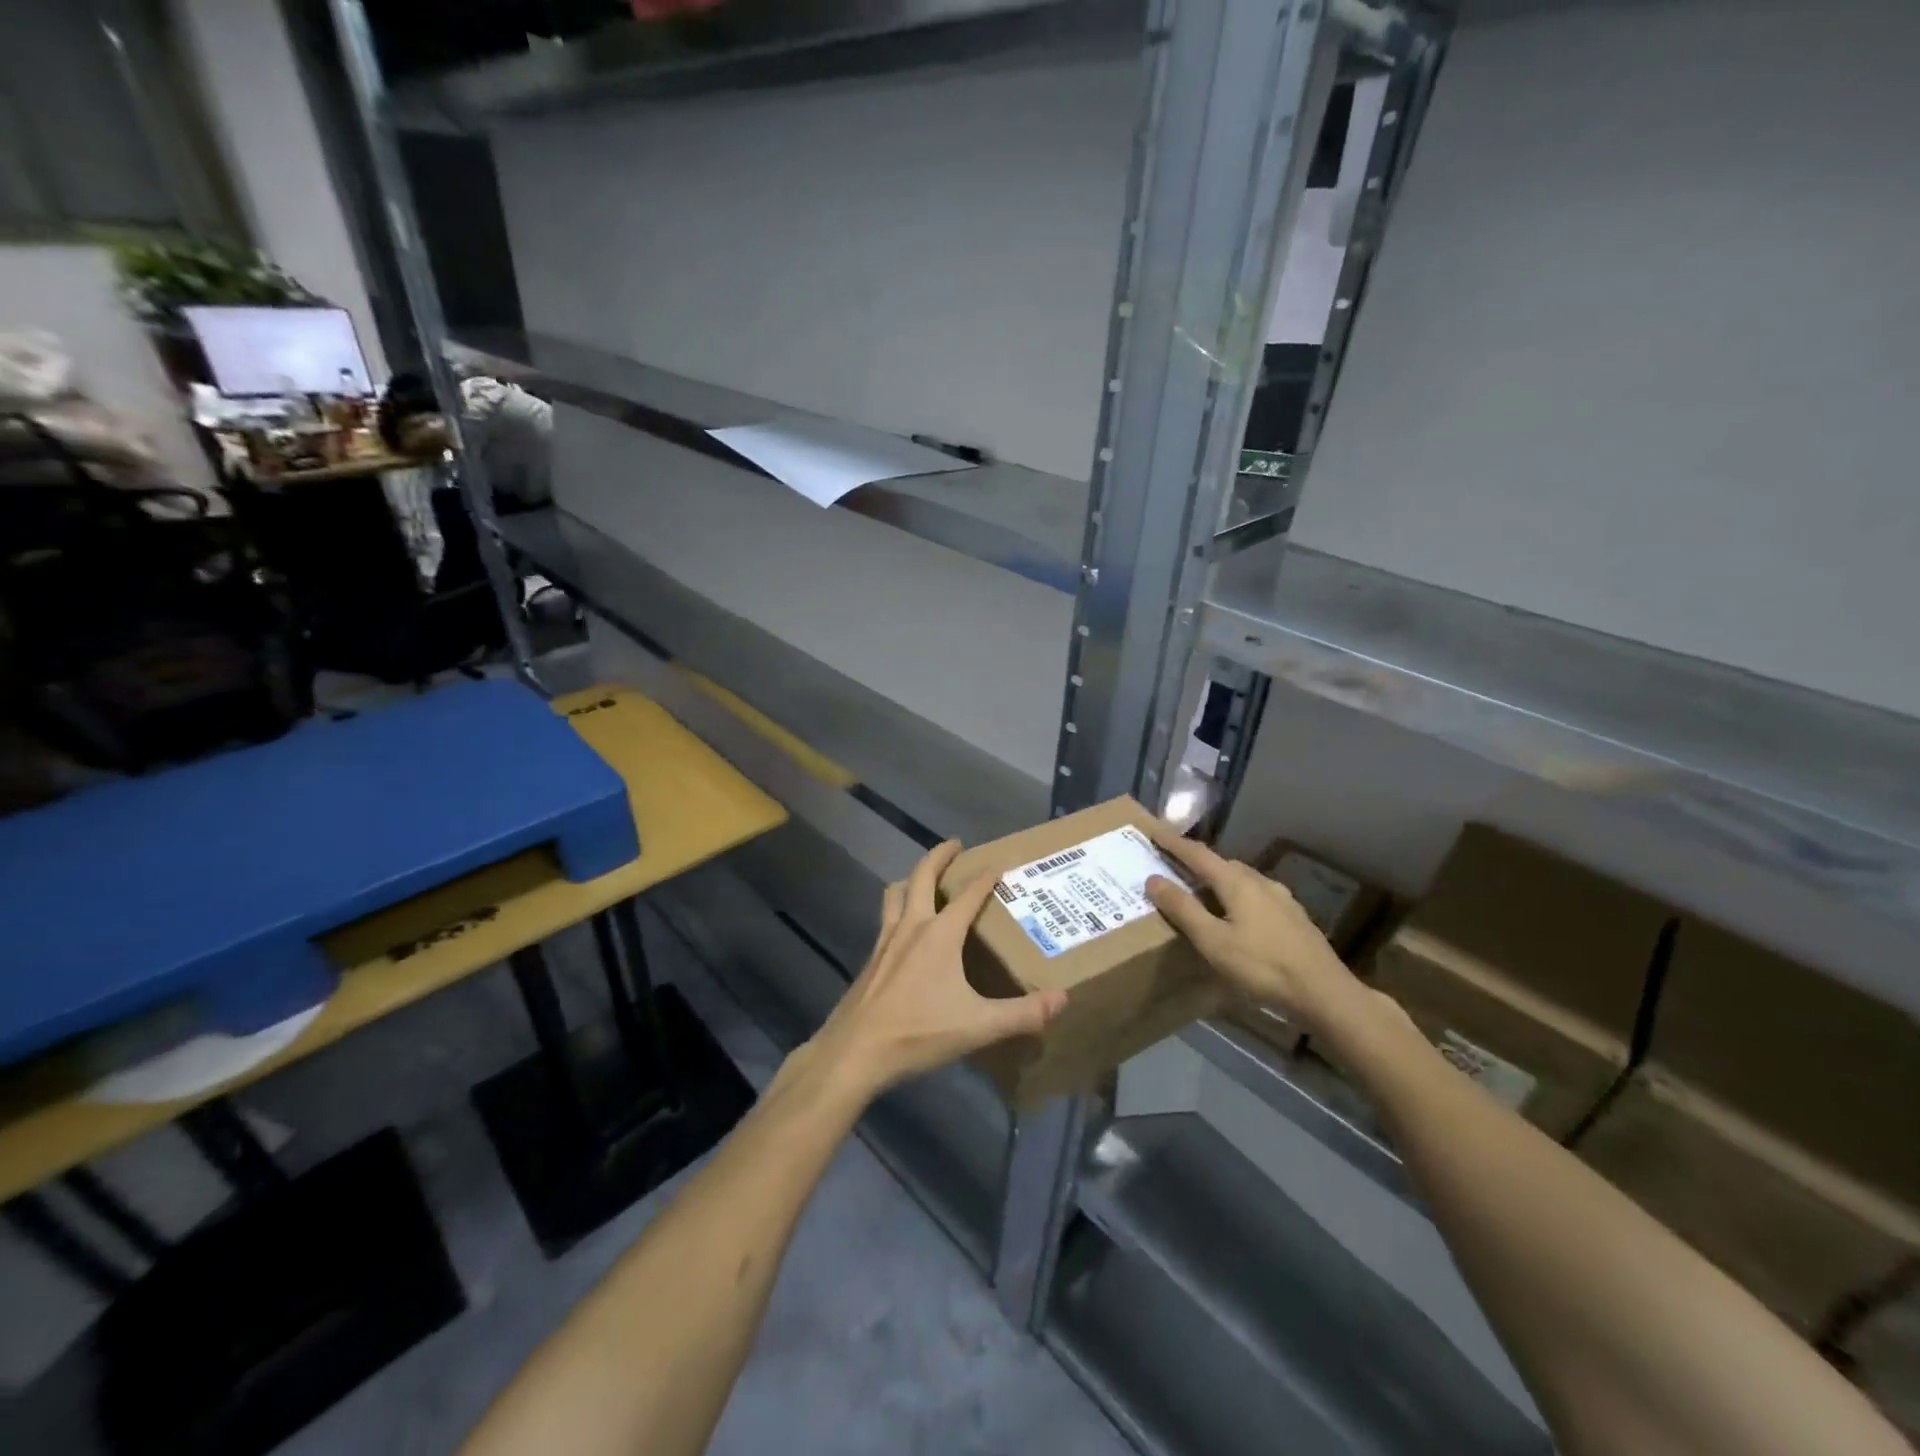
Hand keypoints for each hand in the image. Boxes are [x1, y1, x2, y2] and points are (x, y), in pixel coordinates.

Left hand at [800, 841, 1067, 1101]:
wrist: (855, 1051)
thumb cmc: (918, 1033)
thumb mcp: (978, 1026)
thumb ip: (1022, 1014)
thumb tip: (1063, 999)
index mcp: (940, 935)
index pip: (968, 895)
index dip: (985, 877)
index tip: (998, 863)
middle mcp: (911, 926)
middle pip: (922, 876)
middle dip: (940, 855)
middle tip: (956, 845)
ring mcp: (885, 940)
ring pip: (896, 893)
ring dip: (912, 878)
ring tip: (925, 878)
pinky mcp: (871, 958)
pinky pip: (886, 918)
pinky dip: (899, 907)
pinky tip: (905, 929)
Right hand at [1144, 823, 1362, 1035]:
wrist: (1324, 992)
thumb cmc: (1262, 966)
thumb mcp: (1213, 941)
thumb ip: (1183, 909)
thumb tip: (1153, 879)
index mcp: (1237, 883)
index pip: (1198, 854)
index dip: (1174, 842)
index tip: (1154, 831)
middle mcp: (1260, 882)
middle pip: (1222, 863)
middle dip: (1196, 860)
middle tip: (1174, 864)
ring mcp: (1281, 898)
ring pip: (1242, 879)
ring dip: (1218, 878)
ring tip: (1202, 889)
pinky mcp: (1293, 916)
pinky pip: (1256, 895)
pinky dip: (1237, 895)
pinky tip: (1237, 914)